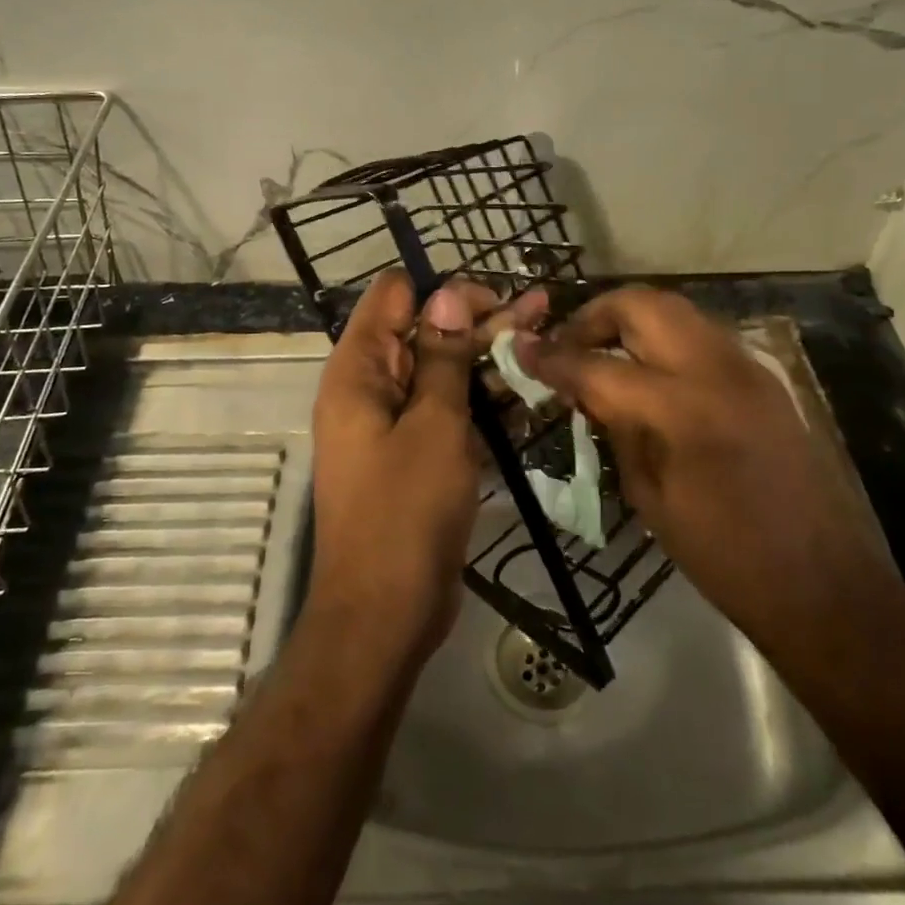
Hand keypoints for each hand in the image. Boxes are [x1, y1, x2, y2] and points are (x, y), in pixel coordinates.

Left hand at [309, 273, 540, 661]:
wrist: (386, 612)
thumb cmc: (406, 512)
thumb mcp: (433, 425)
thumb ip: (441, 358)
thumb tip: (445, 294)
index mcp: (358, 372)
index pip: (393, 298)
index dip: (442, 292)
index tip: (494, 301)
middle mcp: (369, 390)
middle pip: (423, 333)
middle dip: (479, 321)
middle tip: (542, 309)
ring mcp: (392, 425)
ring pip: (441, 374)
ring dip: (489, 359)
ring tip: (545, 339)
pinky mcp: (414, 456)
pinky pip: (447, 414)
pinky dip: (483, 402)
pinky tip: (529, 393)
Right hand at [515, 287, 901, 688]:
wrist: (822, 583)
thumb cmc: (724, 556)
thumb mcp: (649, 496)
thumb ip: (616, 428)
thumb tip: (585, 390)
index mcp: (681, 410)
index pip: (597, 365)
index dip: (551, 358)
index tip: (521, 352)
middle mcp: (715, 369)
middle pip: (640, 304)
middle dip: (593, 316)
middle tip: (568, 348)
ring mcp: (746, 366)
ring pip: (673, 310)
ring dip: (629, 322)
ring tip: (603, 356)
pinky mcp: (762, 376)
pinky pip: (699, 334)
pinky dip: (663, 339)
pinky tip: (648, 374)